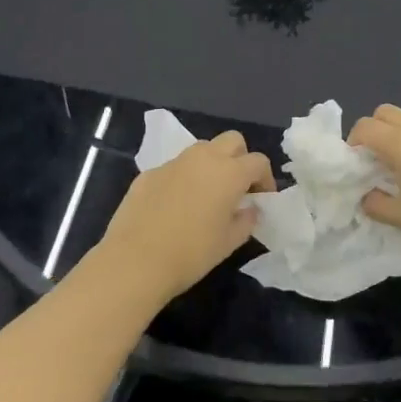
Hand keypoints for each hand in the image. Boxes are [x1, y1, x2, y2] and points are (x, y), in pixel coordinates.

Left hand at [98, 131, 273, 302]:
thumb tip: (250, 209)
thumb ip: (246, 220)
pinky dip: (184, 178)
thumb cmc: (190, 254)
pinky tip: (175, 206)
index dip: (265, 179)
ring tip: (207, 194)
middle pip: (232, 140)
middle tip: (237, 187)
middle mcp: (203, 158)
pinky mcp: (149, 172)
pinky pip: (175, 167)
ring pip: (202, 149)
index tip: (262, 199)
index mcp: (229, 172)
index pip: (258, 161)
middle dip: (240, 158)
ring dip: (212, 163)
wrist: (135, 261)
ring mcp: (174, 162)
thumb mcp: (228, 242)